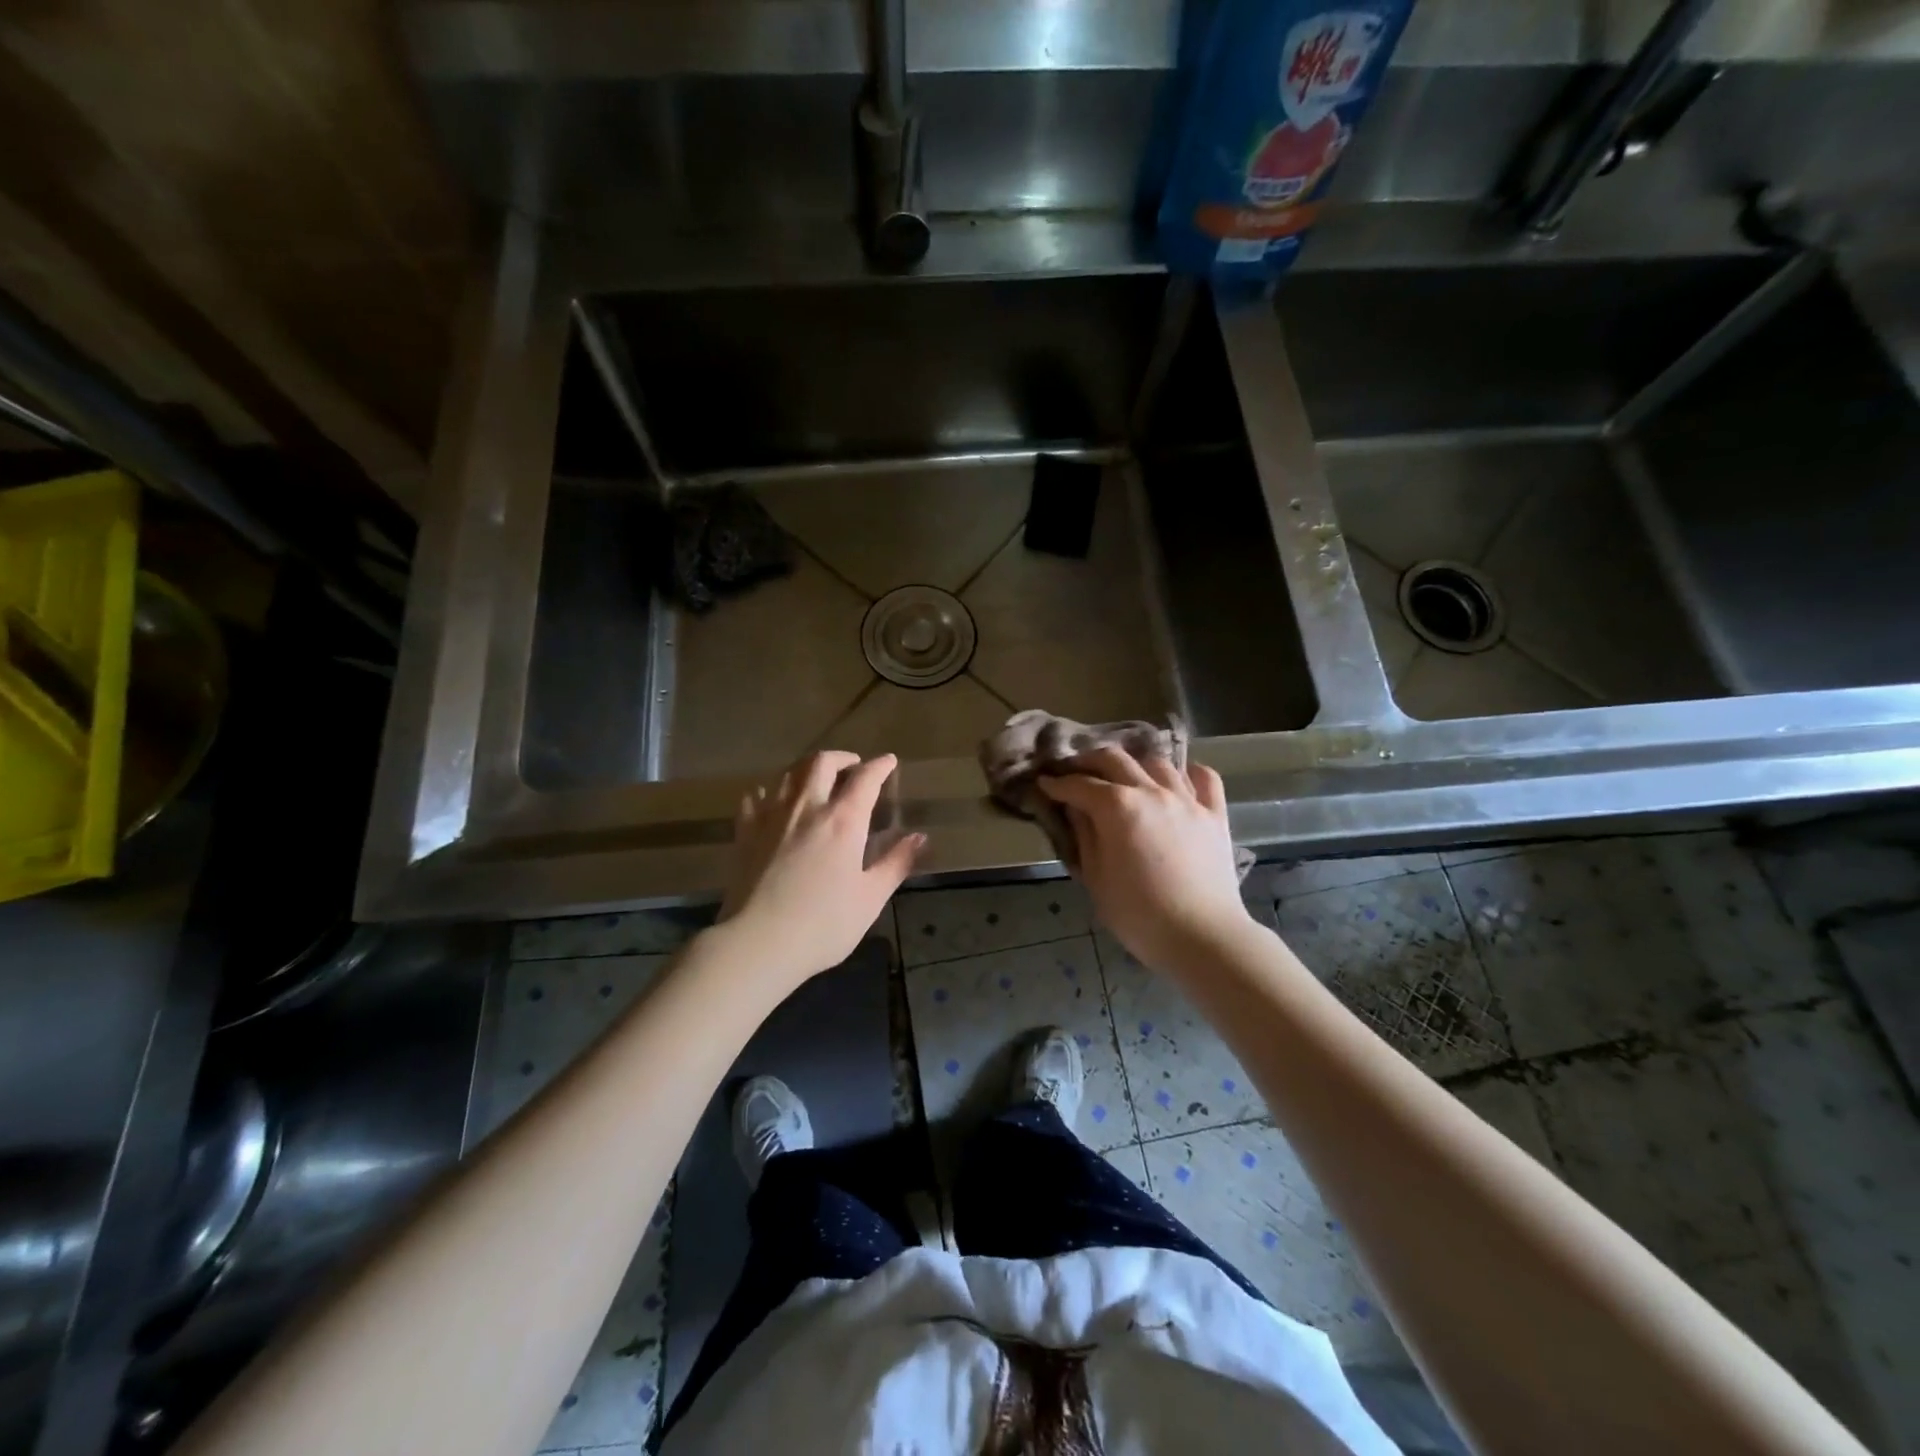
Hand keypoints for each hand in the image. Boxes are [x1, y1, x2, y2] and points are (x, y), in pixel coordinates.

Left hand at [716, 751, 924, 994]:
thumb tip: (919, 838)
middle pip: (822, 763)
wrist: (758, 943)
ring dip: (808, 768)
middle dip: (842, 758)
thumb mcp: (870, 898)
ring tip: (817, 779)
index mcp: (843, 820)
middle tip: (853, 767)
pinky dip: (772, 790)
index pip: (866, 778)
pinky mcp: (745, 830)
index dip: (880, 766)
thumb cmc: (823, 925)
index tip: (889, 762)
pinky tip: (775, 801)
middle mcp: (807, 806)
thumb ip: (895, 863)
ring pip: (789, 772)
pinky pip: (756, 795)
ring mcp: (771, 815)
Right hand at [1037, 749, 1251, 971]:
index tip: (1044, 783)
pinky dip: (1188, 773)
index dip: (1057, 783)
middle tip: (1075, 771)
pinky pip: (1204, 778)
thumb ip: (1084, 835)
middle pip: (1115, 759)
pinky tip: (1178, 782)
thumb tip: (1076, 809)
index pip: (1079, 785)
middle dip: (1088, 761)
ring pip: (1157, 762)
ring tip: (1125, 777)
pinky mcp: (1215, 814)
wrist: (1202, 937)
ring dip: (1135, 765)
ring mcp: (1187, 799)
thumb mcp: (1096, 877)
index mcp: (1117, 807)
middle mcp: (1152, 791)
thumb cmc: (1138, 914)